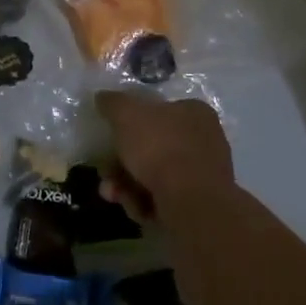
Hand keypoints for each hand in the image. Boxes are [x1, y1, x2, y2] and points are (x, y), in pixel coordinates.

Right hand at [96, 91, 235, 223]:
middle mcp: (203, 141)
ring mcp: (202, 175)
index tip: (110, 135)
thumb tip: (102, 97)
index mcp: (195, 113)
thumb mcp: (128, 114)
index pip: (159, 110)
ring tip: (113, 193)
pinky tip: (136, 207)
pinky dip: (144, 203)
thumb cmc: (161, 148)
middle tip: (106, 171)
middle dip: (121, 162)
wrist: (193, 205)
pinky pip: (162, 199)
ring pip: (153, 176)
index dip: (130, 123)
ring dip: (126, 185)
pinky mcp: (197, 205)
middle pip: (151, 147)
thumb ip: (113, 103)